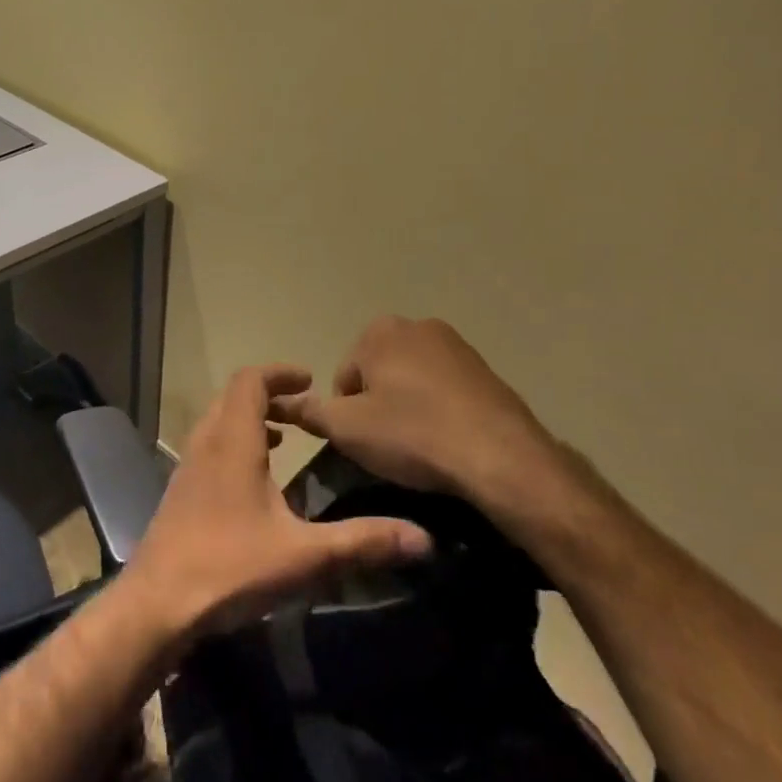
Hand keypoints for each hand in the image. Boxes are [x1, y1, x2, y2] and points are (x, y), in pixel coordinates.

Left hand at [124, 365, 432, 638]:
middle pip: (233, 395)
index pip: (250, 380)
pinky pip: (209, 444)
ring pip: (218, 420)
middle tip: (304, 411)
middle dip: (269, 394)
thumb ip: (362, 541)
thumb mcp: (304, 555)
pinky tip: (255, 479)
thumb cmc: (230, 566)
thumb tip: (424, 539)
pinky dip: (235, 442)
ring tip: (283, 438)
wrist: (158, 602)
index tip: (310, 382)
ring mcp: (188, 465)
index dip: (280, 373)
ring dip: (250, 418)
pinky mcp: (181, 489)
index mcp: (233, 441)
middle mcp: (206, 442)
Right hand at [270, 317, 578, 521]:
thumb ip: (310, 413)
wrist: (500, 456)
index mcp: (379, 332)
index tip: (365, 440)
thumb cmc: (412, 434)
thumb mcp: (347, 429)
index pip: (344, 375)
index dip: (348, 412)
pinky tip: (449, 441)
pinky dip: (440, 411)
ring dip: (409, 407)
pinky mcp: (486, 370)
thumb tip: (282, 403)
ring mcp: (456, 345)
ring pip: (413, 380)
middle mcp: (417, 326)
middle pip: (378, 372)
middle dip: (379, 404)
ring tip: (421, 447)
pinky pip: (446, 390)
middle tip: (390, 445)